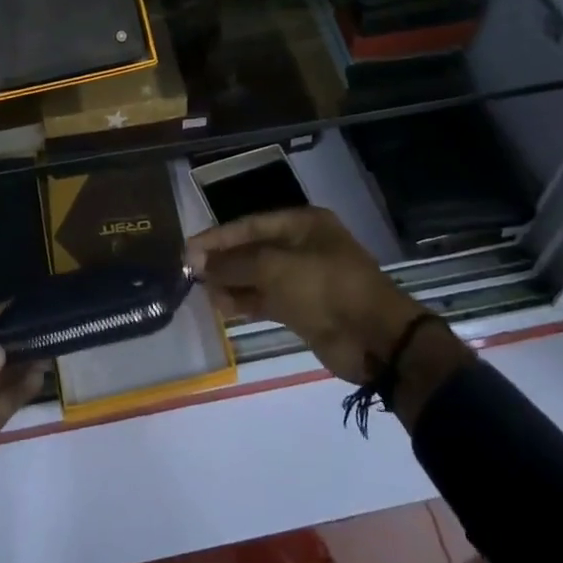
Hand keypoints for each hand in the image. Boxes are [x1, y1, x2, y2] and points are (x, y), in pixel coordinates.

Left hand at [0, 306, 44, 562]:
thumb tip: (2, 352)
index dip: (3, 312)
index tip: (36, 299)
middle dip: (23, 333)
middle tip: (59, 320)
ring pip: (7, 371)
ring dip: (29, 358)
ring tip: (59, 342)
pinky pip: (9, 400)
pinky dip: (26, 386)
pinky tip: (42, 373)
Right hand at [187, 205, 449, 385]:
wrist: (374, 338)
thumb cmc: (324, 287)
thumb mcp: (274, 268)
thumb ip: (234, 263)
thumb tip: (198, 261)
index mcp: (302, 224)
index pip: (250, 224)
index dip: (218, 237)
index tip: (188, 249)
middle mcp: (302, 246)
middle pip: (253, 249)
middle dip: (223, 260)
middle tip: (191, 273)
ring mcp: (304, 279)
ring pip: (258, 276)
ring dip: (231, 283)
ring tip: (203, 292)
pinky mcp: (304, 309)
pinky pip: (267, 300)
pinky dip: (245, 302)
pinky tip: (221, 307)